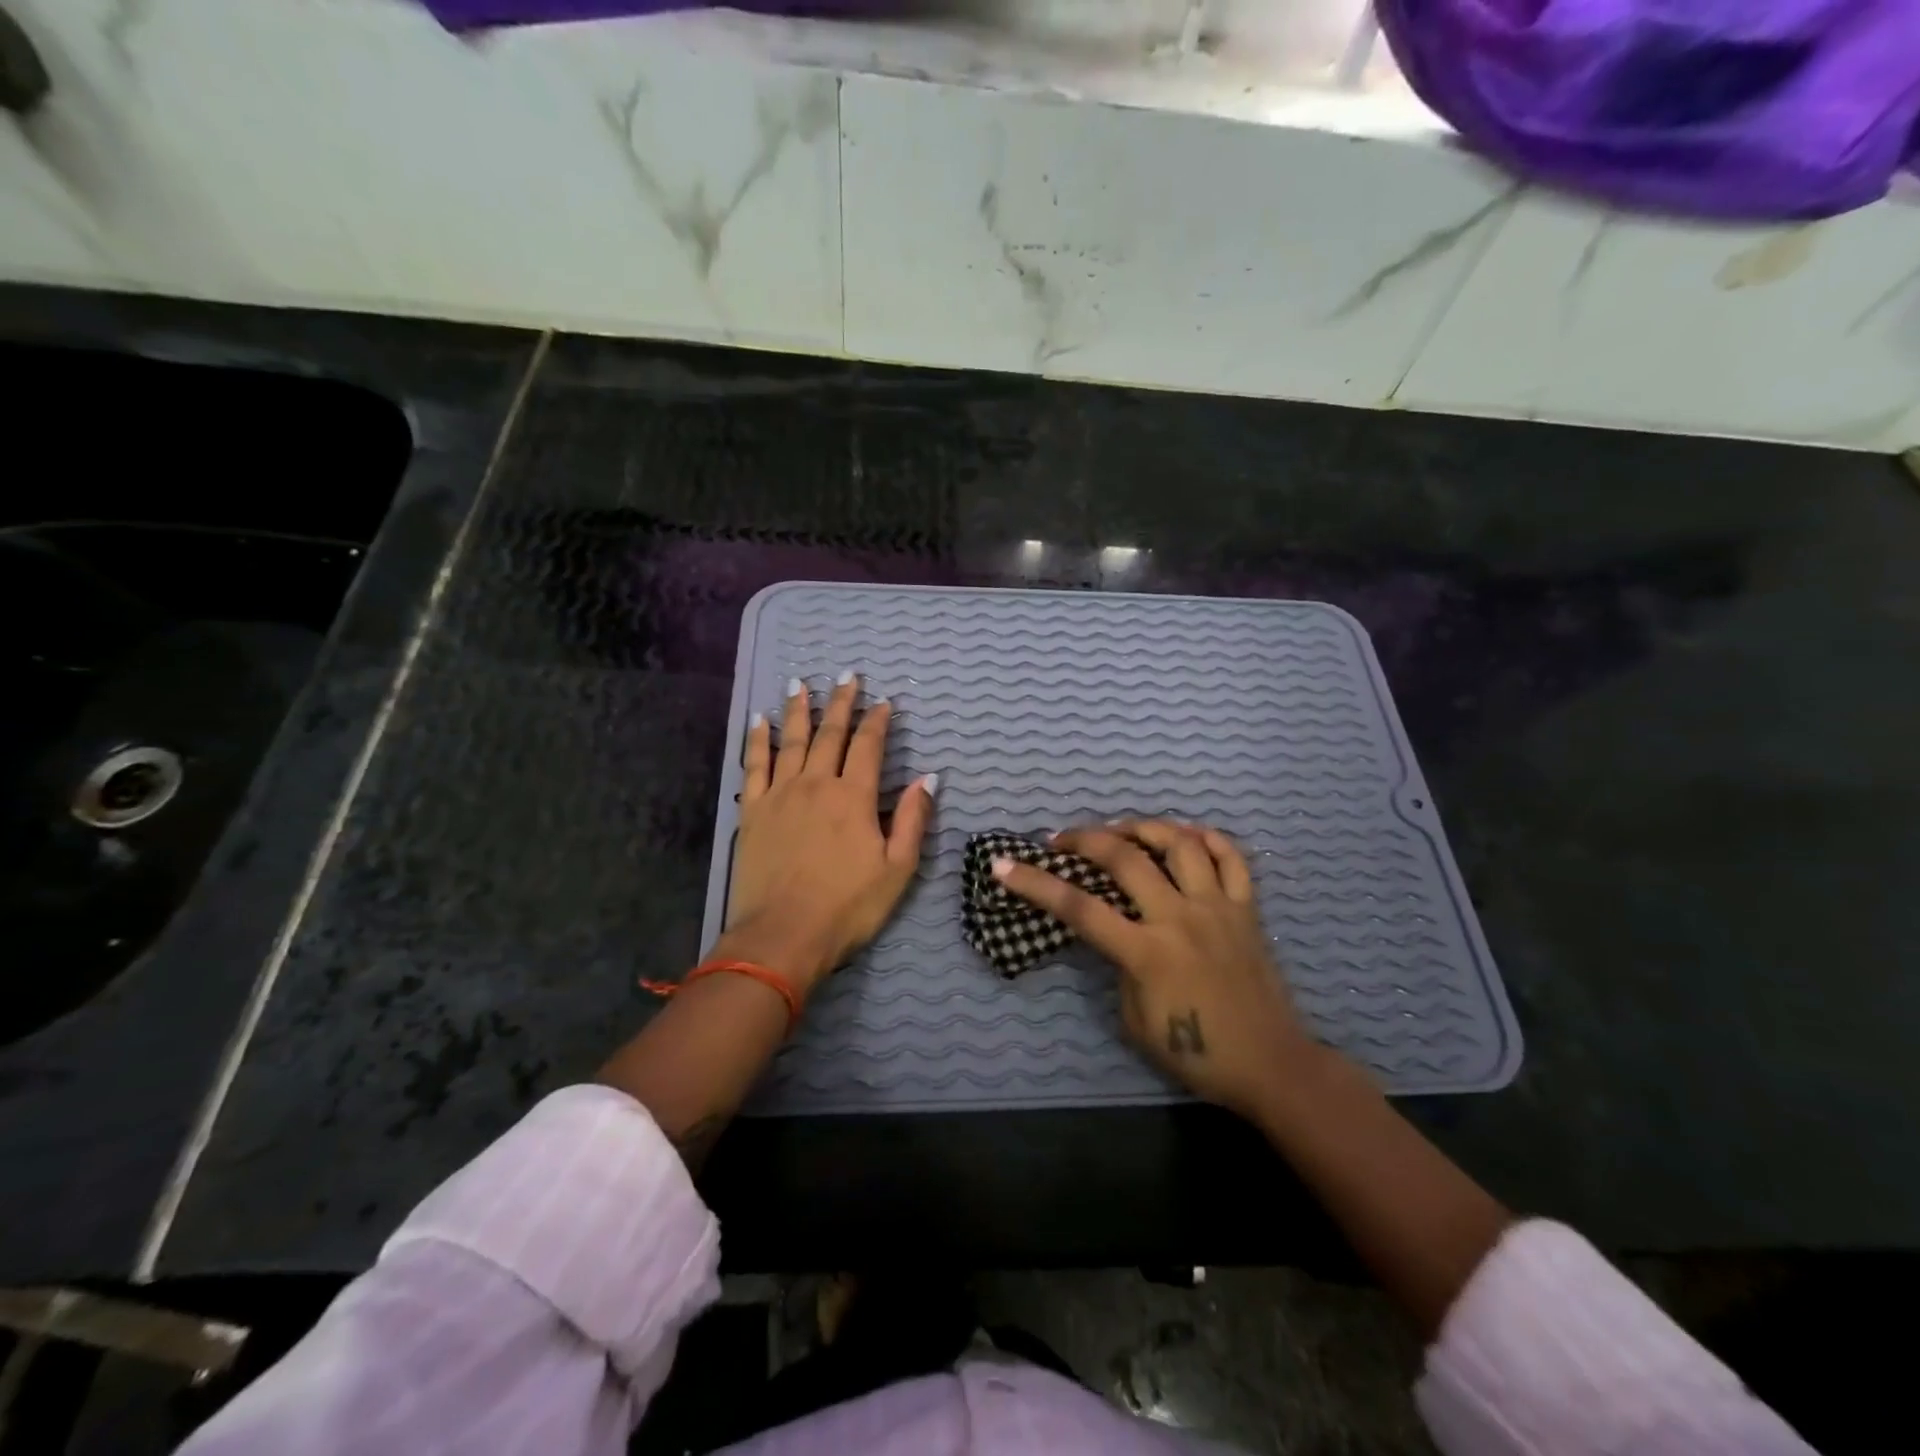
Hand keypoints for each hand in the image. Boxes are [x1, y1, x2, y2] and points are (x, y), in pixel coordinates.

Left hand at [721, 671, 934, 993]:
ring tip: (800, 684)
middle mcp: (816, 784)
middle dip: (841, 703)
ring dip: (798, 711)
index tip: (884, 701)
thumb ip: (911, 820)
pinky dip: (758, 741)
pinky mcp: (752, 811)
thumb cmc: (847, 907)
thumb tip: (927, 779)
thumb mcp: (896, 869)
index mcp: (853, 797)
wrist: (782, 935)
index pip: (869, 747)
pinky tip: (760, 721)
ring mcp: (780, 795)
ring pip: (792, 741)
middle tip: (847, 676)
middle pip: (830, 734)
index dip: (878, 722)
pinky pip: (755, 765)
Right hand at [992, 820, 1317, 1115]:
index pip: (1079, 908)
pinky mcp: (1248, 908)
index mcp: (1147, 953)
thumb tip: (1116, 931)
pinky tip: (1185, 835)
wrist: (1271, 1065)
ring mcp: (1218, 907)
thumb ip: (1120, 967)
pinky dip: (1206, 837)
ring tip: (1123, 830)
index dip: (1036, 884)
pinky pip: (1231, 857)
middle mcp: (1180, 918)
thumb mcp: (1135, 1019)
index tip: (1004, 865)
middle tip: (1062, 838)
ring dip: (1144, 826)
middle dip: (1085, 839)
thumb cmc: (1196, 1053)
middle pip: (1126, 858)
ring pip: (1180, 843)